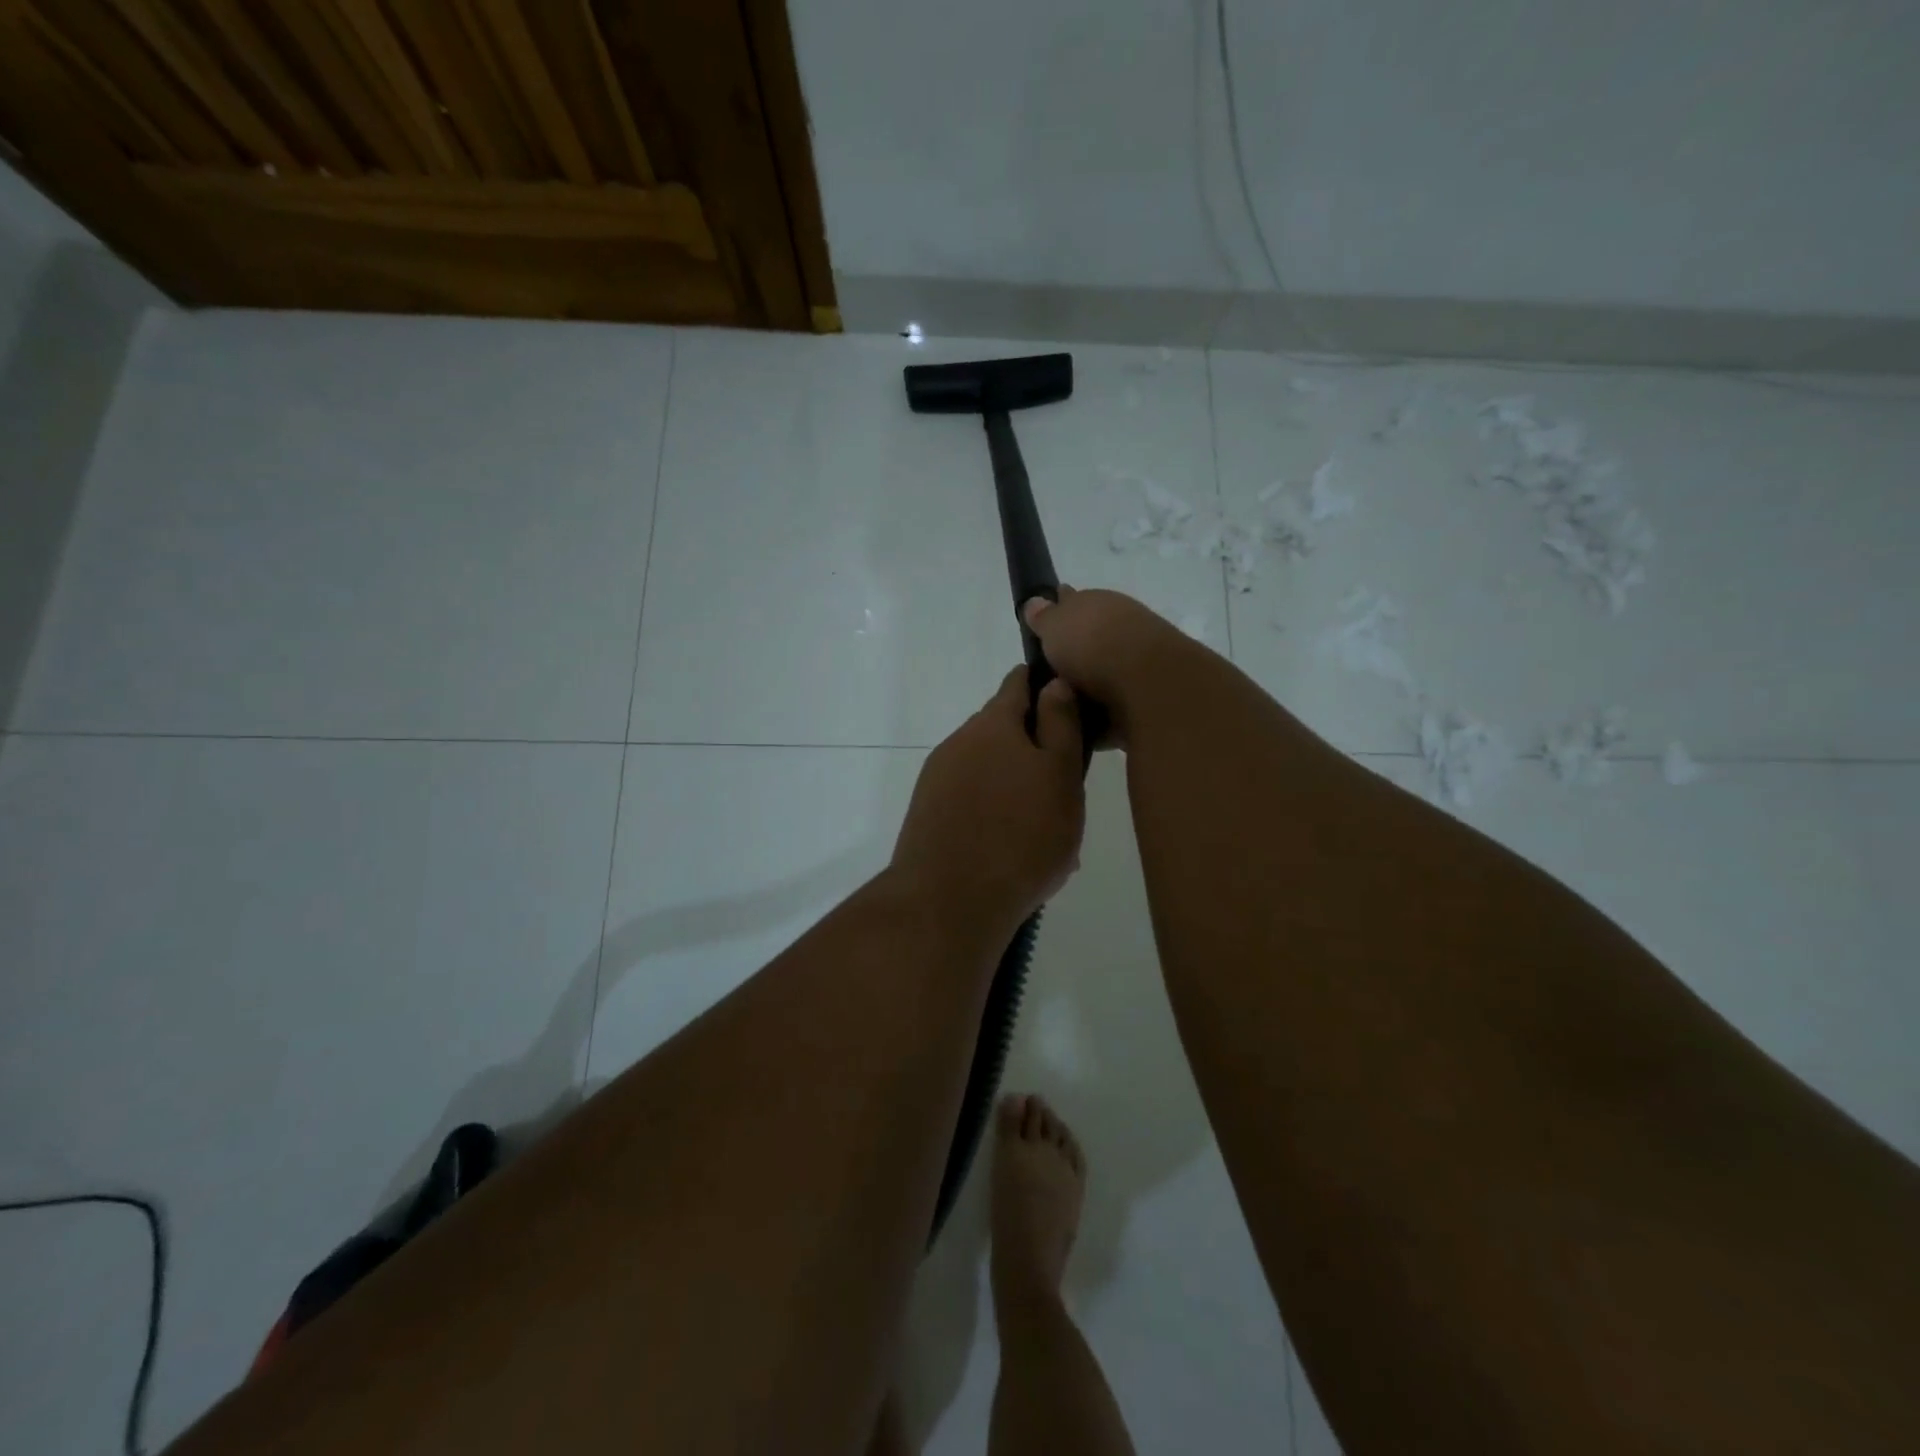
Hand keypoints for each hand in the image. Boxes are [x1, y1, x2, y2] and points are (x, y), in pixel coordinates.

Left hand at [891, 667, 1086, 934]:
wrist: (948, 902)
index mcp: (992, 724)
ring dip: (1014, 786)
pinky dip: (993, 812)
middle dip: (1033, 748)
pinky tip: (1012, 849)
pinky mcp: (927, 814)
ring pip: (987, 771)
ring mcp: (937, 779)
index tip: (1070, 707)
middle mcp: (959, 742)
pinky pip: (970, 801)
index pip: (1018, 684)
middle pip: (1001, 731)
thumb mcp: (1060, 776)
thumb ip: (1060, 725)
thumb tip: (1056, 683)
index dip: (1045, 688)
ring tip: (1042, 829)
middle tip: (1065, 786)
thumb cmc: (1022, 836)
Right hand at [1022, 588, 1200, 746]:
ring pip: (1100, 677)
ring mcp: (1136, 666)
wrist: (1146, 683)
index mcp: (1100, 604)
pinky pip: (1111, 710)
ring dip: (1083, 690)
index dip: (1057, 615)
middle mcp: (1121, 630)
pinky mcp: (1143, 701)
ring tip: (1053, 710)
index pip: (1074, 604)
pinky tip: (1076, 730)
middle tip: (1041, 681)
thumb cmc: (1093, 645)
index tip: (1039, 632)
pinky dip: (1097, 719)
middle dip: (1070, 659)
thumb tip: (1036, 602)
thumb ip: (1043, 617)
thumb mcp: (1055, 625)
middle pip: (1088, 644)